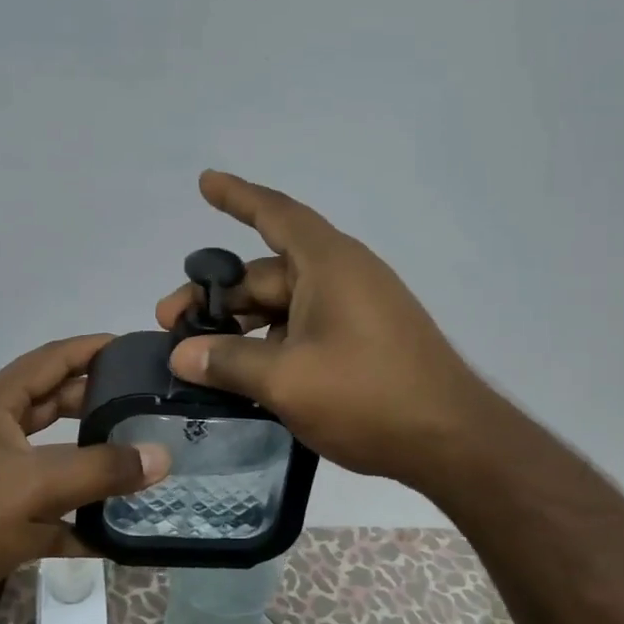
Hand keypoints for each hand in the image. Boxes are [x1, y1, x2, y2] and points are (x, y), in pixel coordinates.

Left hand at [0, 335, 170, 623]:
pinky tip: (115, 532)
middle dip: (97, 402)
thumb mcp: (37, 485)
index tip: (133, 347)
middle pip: (54, 405)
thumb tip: (161, 457)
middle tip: (145, 403)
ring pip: (55, 459)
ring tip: (141, 458)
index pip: (50, 360)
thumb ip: (102, 468)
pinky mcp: (0, 521)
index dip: (90, 349)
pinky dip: (79, 519)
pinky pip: (51, 511)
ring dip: (93, 461)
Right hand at [156, 171, 492, 489]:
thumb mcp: (287, 380)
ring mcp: (357, 311)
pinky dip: (272, 344)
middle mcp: (344, 277)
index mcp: (329, 264)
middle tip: (171, 323)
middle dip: (219, 294)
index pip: (276, 214)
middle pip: (268, 273)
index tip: (205, 182)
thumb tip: (182, 355)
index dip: (237, 197)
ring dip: (243, 325)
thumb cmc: (368, 396)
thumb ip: (229, 362)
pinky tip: (244, 375)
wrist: (452, 441)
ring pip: (284, 306)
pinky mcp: (364, 342)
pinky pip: (306, 329)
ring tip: (200, 356)